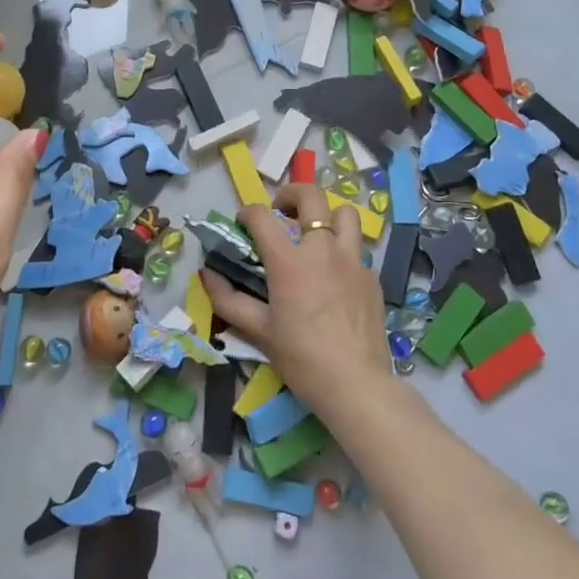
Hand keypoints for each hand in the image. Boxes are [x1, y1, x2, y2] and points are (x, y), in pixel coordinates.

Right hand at [200, 183, 393, 417]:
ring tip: (315, 233)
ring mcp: (352, 260)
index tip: (244, 222)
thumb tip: (206, 275)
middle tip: (281, 210)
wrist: (357, 385)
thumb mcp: (259, 331)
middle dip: (291, 193)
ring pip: (345, 213)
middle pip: (311, 195)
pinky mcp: (372, 277)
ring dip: (326, 215)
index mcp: (289, 261)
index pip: (262, 216)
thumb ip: (229, 300)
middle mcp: (322, 249)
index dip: (248, 212)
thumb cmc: (302, 358)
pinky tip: (334, 274)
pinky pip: (357, 248)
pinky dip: (342, 249)